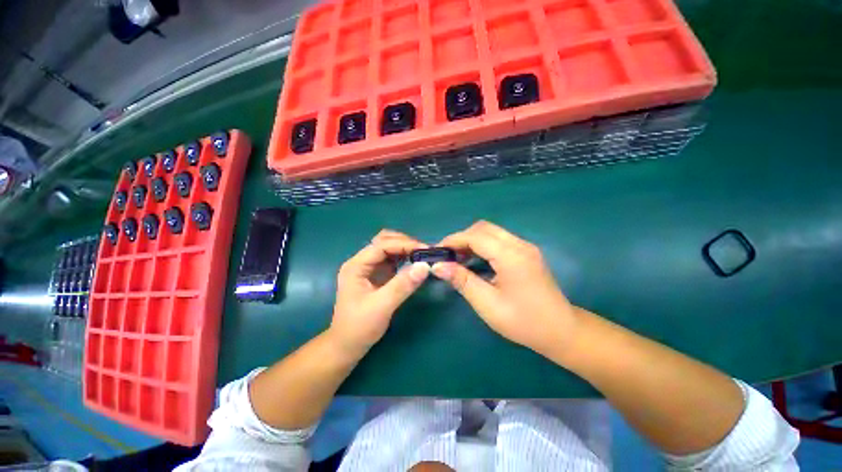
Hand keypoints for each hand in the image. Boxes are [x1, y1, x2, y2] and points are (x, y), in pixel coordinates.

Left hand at [328, 230, 429, 358]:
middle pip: (383, 241)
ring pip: (388, 249)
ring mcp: (368, 268)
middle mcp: (361, 262)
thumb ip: (403, 285)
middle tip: (424, 251)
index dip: (404, 244)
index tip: (425, 250)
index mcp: (356, 265)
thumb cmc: (359, 327)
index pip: (382, 245)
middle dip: (404, 243)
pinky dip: (404, 258)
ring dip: (404, 249)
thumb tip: (425, 266)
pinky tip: (414, 263)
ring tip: (422, 255)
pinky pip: (391, 260)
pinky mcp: (376, 276)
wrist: (346, 346)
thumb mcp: (382, 306)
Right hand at [432, 221, 578, 355]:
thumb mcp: (487, 304)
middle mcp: (520, 245)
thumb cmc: (523, 321)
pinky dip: (483, 245)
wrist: (561, 331)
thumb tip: (438, 266)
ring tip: (458, 258)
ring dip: (472, 240)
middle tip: (448, 256)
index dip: (453, 240)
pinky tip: (476, 260)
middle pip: (483, 228)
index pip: (476, 236)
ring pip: (491, 232)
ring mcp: (525, 247)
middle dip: (462, 238)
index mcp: (511, 256)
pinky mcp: (526, 252)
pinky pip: (499, 240)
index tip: (437, 251)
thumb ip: (462, 280)